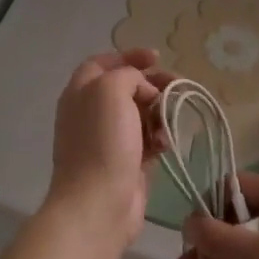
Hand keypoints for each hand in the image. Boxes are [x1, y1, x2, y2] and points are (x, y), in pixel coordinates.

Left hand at [43, 49, 171, 250]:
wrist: (98, 203)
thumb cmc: (101, 142)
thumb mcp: (110, 90)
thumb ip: (128, 76)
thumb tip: (144, 92)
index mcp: (81, 92)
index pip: (103, 63)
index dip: (128, 55)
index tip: (157, 57)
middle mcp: (92, 113)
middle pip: (126, 88)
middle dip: (152, 84)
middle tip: (177, 85)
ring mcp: (109, 140)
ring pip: (140, 114)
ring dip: (160, 112)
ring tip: (172, 118)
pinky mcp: (127, 163)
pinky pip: (148, 140)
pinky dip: (160, 137)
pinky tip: (166, 144)